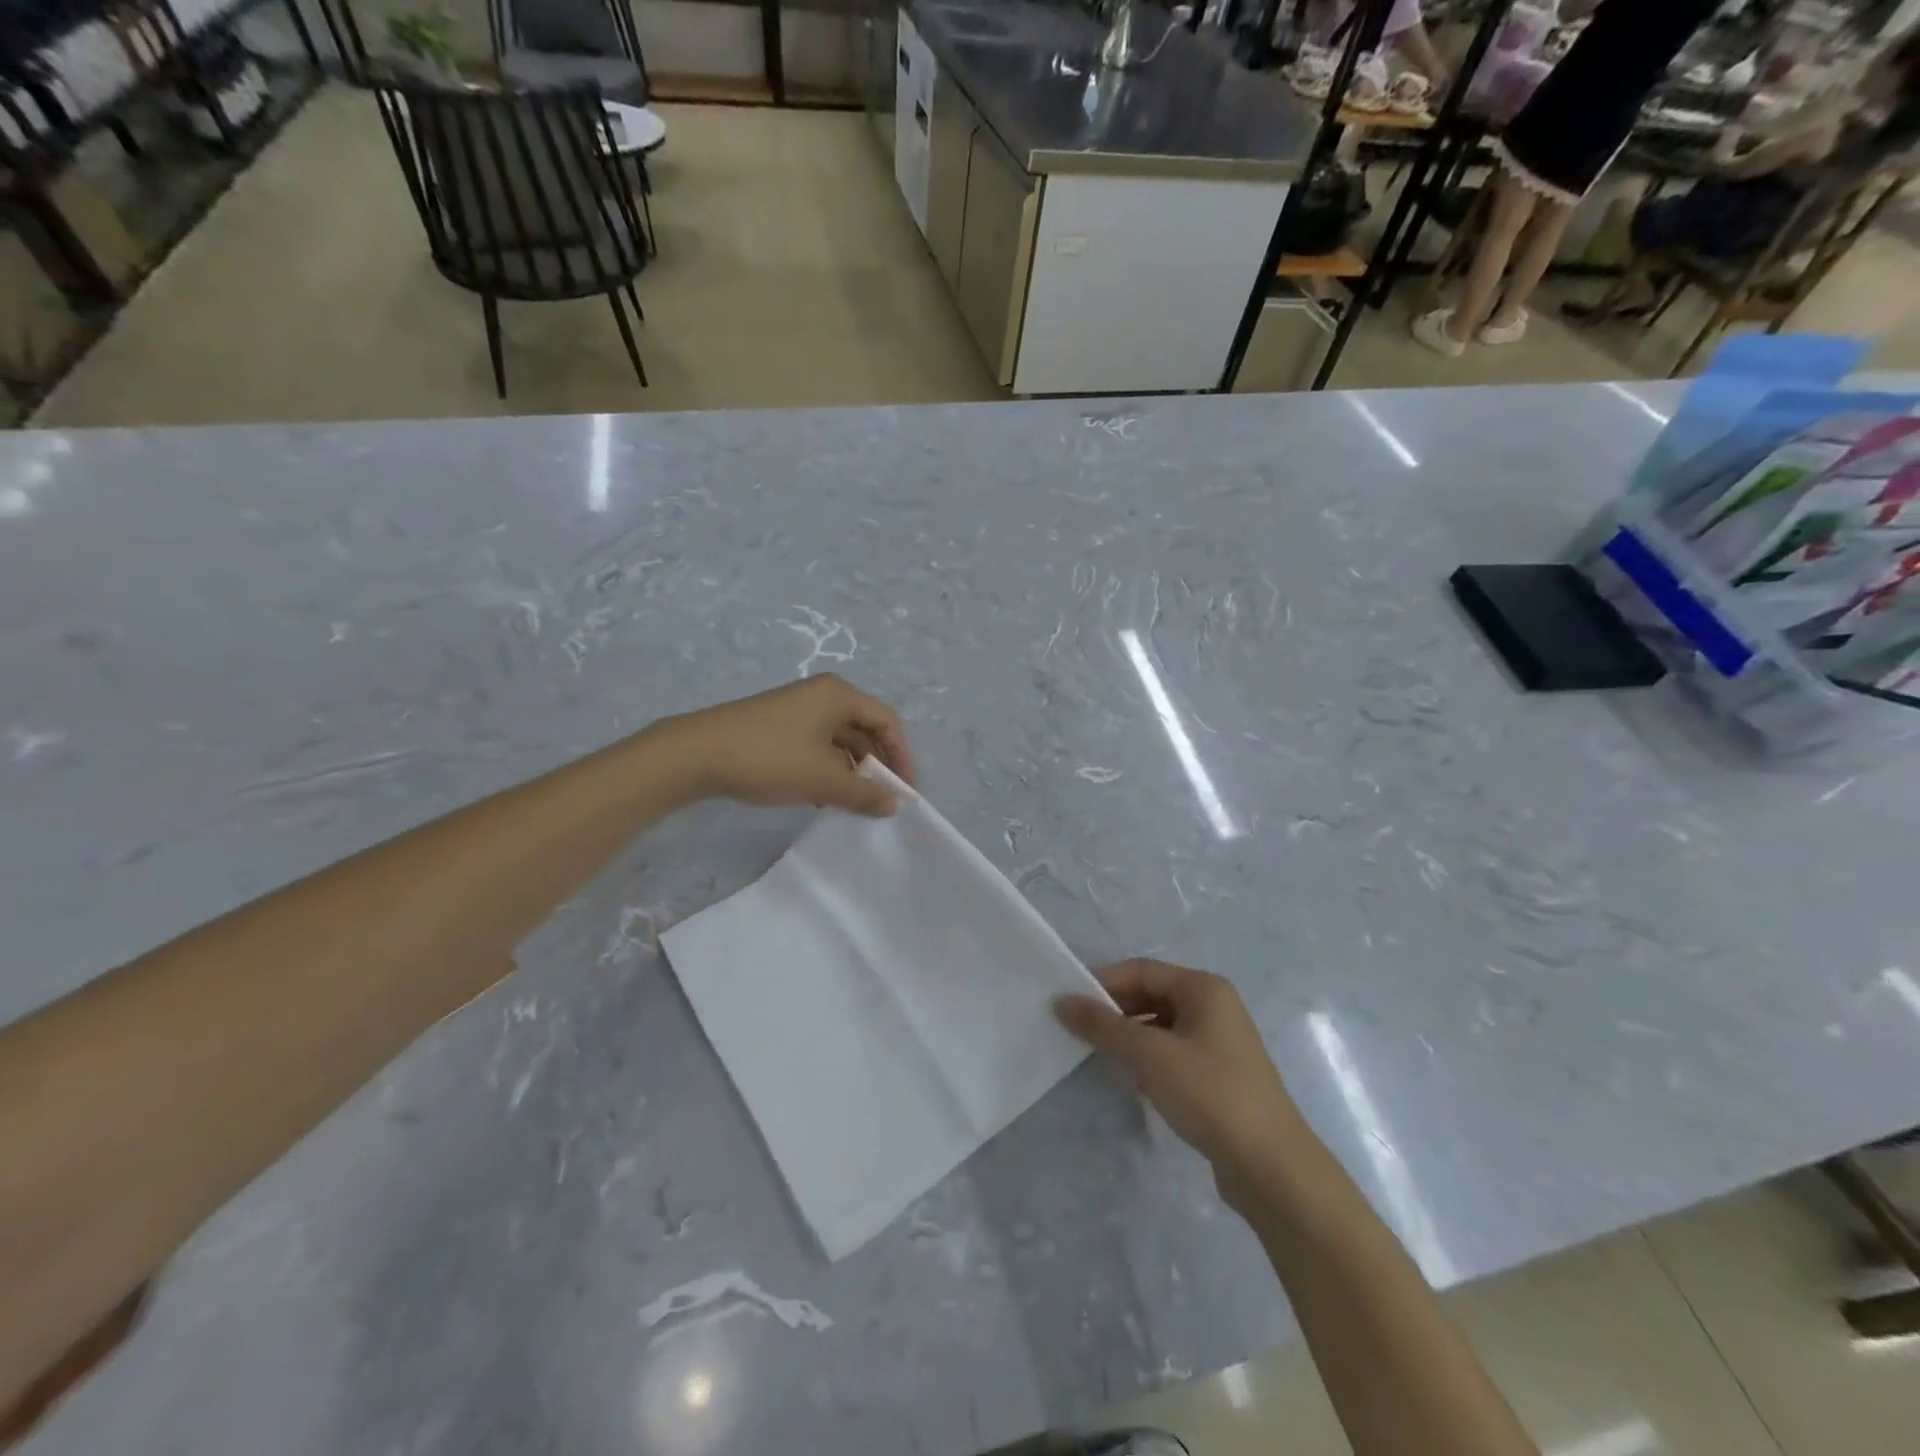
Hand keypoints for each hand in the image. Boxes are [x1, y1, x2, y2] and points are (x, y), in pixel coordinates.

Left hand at [655, 675, 916, 816]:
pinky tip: (822, 798)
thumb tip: (895, 804)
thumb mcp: (824, 780)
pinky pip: (816, 746)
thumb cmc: (771, 758)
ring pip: (839, 741)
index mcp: (839, 695)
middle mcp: (821, 696)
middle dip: (876, 765)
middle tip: (881, 798)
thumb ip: (865, 793)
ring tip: (853, 803)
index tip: (905, 790)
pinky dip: (827, 770)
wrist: (696, 754)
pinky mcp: (777, 727)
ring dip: (851, 771)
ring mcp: (796, 710)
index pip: (887, 721)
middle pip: (864, 729)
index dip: (902, 756)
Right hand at [1055, 959, 1305, 1209]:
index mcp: (1204, 989)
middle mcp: (1214, 1007)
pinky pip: (1173, 1053)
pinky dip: (1148, 1060)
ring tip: (1099, 1056)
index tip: (1068, 1003)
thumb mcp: (1150, 1055)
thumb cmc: (1210, 1094)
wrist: (1271, 1167)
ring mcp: (1219, 1043)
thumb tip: (1061, 1001)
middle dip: (1114, 1011)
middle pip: (1151, 995)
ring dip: (1129, 1037)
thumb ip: (1103, 1026)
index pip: (1141, 970)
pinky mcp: (1219, 1076)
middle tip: (1077, 1030)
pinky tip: (1131, 1081)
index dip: (1103, 983)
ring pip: (1160, 1027)